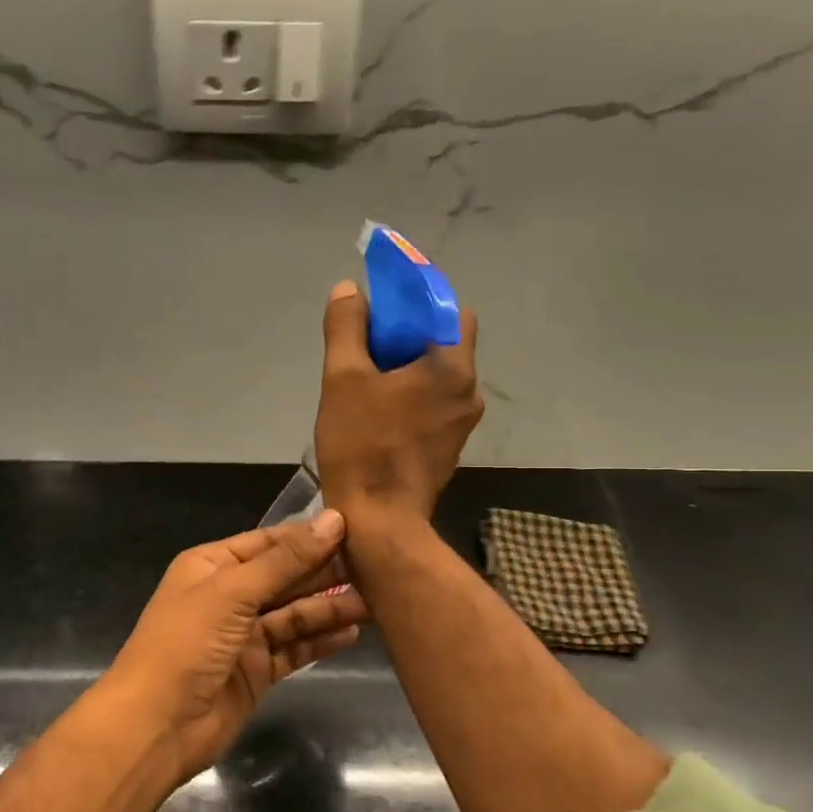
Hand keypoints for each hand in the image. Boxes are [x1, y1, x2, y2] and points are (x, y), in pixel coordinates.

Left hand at [99, 511, 367, 784]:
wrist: (156, 725)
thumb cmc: (186, 644)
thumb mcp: (232, 592)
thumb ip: (285, 560)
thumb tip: (332, 520)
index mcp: (212, 565)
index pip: (269, 542)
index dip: (309, 537)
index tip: (355, 529)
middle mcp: (228, 595)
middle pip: (285, 577)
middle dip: (325, 573)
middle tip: (375, 567)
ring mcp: (243, 635)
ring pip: (294, 614)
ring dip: (329, 607)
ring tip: (374, 601)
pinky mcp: (257, 670)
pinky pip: (294, 648)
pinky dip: (320, 640)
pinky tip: (352, 632)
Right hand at [313, 280, 482, 524]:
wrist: (379, 521)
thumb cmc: (362, 445)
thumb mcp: (343, 379)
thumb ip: (346, 328)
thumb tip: (349, 290)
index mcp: (452, 367)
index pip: (451, 310)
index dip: (420, 301)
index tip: (384, 307)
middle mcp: (469, 391)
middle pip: (444, 344)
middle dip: (407, 336)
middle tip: (366, 344)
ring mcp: (462, 424)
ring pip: (437, 378)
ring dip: (407, 370)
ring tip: (366, 380)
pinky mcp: (448, 448)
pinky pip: (433, 406)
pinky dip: (411, 398)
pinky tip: (377, 412)